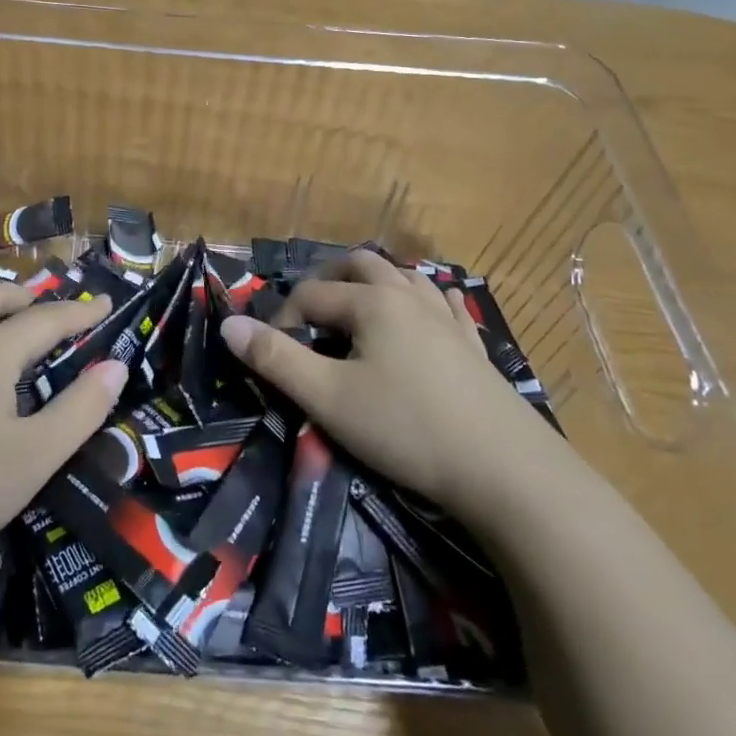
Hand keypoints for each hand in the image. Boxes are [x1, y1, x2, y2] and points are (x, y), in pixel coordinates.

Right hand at [219, 251, 572, 520]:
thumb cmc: (407, 429)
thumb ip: (275, 360)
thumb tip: (229, 325)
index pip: (311, 294)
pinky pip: (447, 305)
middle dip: (327, 279)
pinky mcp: (473, 346)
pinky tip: (429, 311)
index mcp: (372, 302)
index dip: (283, 320)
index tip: (274, 356)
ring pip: (406, 277)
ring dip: (375, 282)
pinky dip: (426, 300)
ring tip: (358, 305)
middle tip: (307, 311)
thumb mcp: (327, 398)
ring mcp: (447, 319)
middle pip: (361, 264)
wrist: (506, 471)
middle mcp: (409, 297)